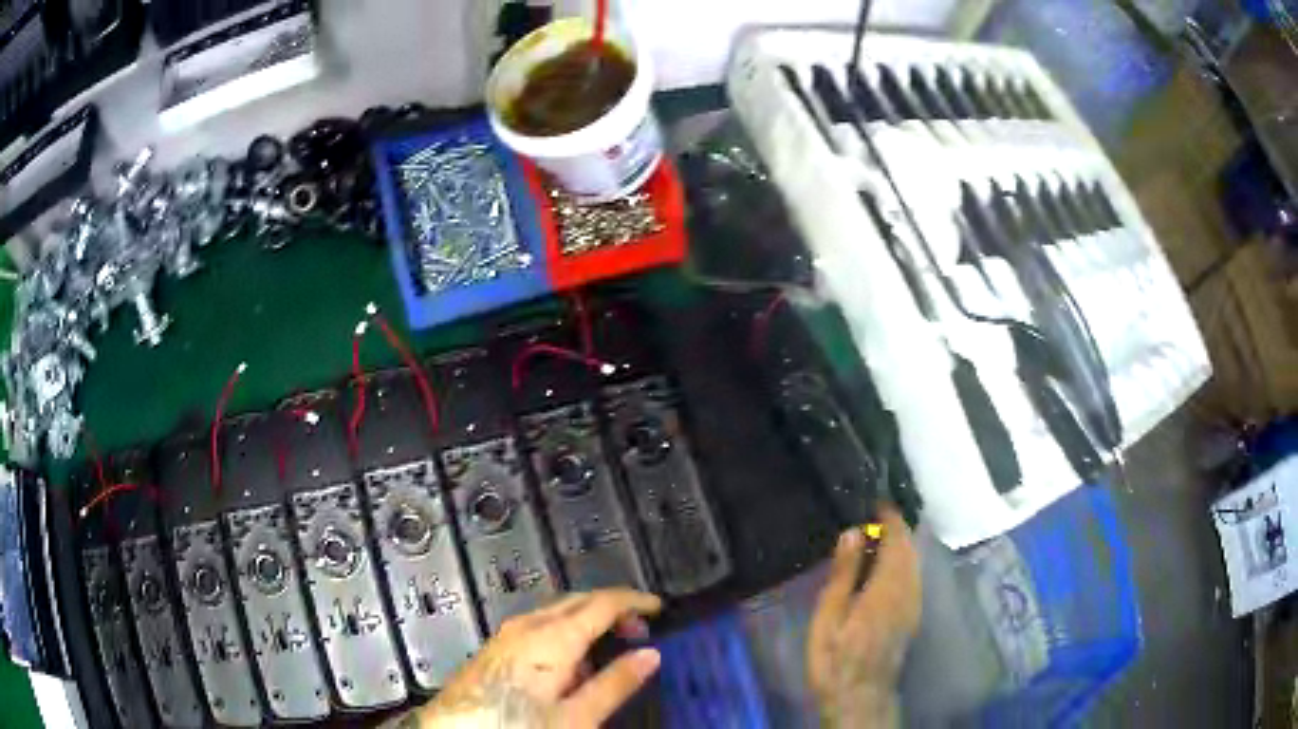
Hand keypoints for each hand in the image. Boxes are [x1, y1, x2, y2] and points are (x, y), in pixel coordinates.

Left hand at [418, 588, 662, 727]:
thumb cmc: (519, 726)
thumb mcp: (577, 717)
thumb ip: (615, 683)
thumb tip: (650, 655)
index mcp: (553, 637)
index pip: (602, 602)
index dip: (634, 600)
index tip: (658, 607)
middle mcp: (528, 625)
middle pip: (578, 600)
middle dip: (612, 607)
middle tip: (640, 628)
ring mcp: (508, 634)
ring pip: (557, 612)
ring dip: (588, 620)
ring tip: (610, 647)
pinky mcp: (496, 647)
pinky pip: (539, 626)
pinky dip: (565, 632)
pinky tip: (571, 663)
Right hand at [807, 508, 920, 728]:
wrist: (859, 695)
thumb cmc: (836, 657)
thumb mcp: (829, 617)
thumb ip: (844, 574)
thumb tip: (854, 532)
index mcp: (888, 585)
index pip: (898, 539)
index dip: (889, 516)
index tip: (875, 501)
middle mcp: (909, 589)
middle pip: (911, 548)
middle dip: (896, 528)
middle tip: (871, 517)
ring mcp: (914, 603)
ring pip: (915, 562)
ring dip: (900, 545)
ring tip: (874, 539)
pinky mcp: (913, 615)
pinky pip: (913, 577)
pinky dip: (902, 563)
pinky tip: (882, 570)